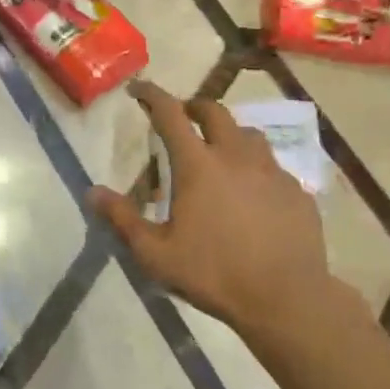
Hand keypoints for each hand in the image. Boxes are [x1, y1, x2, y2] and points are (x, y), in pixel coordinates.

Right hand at [90, 81, 335, 341]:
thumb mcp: (155, 253)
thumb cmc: (214, 274)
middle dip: (194, 106)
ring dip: (229, 133)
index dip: (152, 95)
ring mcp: (271, 171)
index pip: (170, 114)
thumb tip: (93, 192)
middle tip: (183, 116)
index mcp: (197, 165)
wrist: (286, 299)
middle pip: (215, 111)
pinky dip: (256, 167)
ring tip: (220, 152)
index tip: (139, 89)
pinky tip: (253, 192)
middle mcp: (235, 156)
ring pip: (249, 134)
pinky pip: (273, 166)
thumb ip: (123, 219)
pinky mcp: (296, 191)